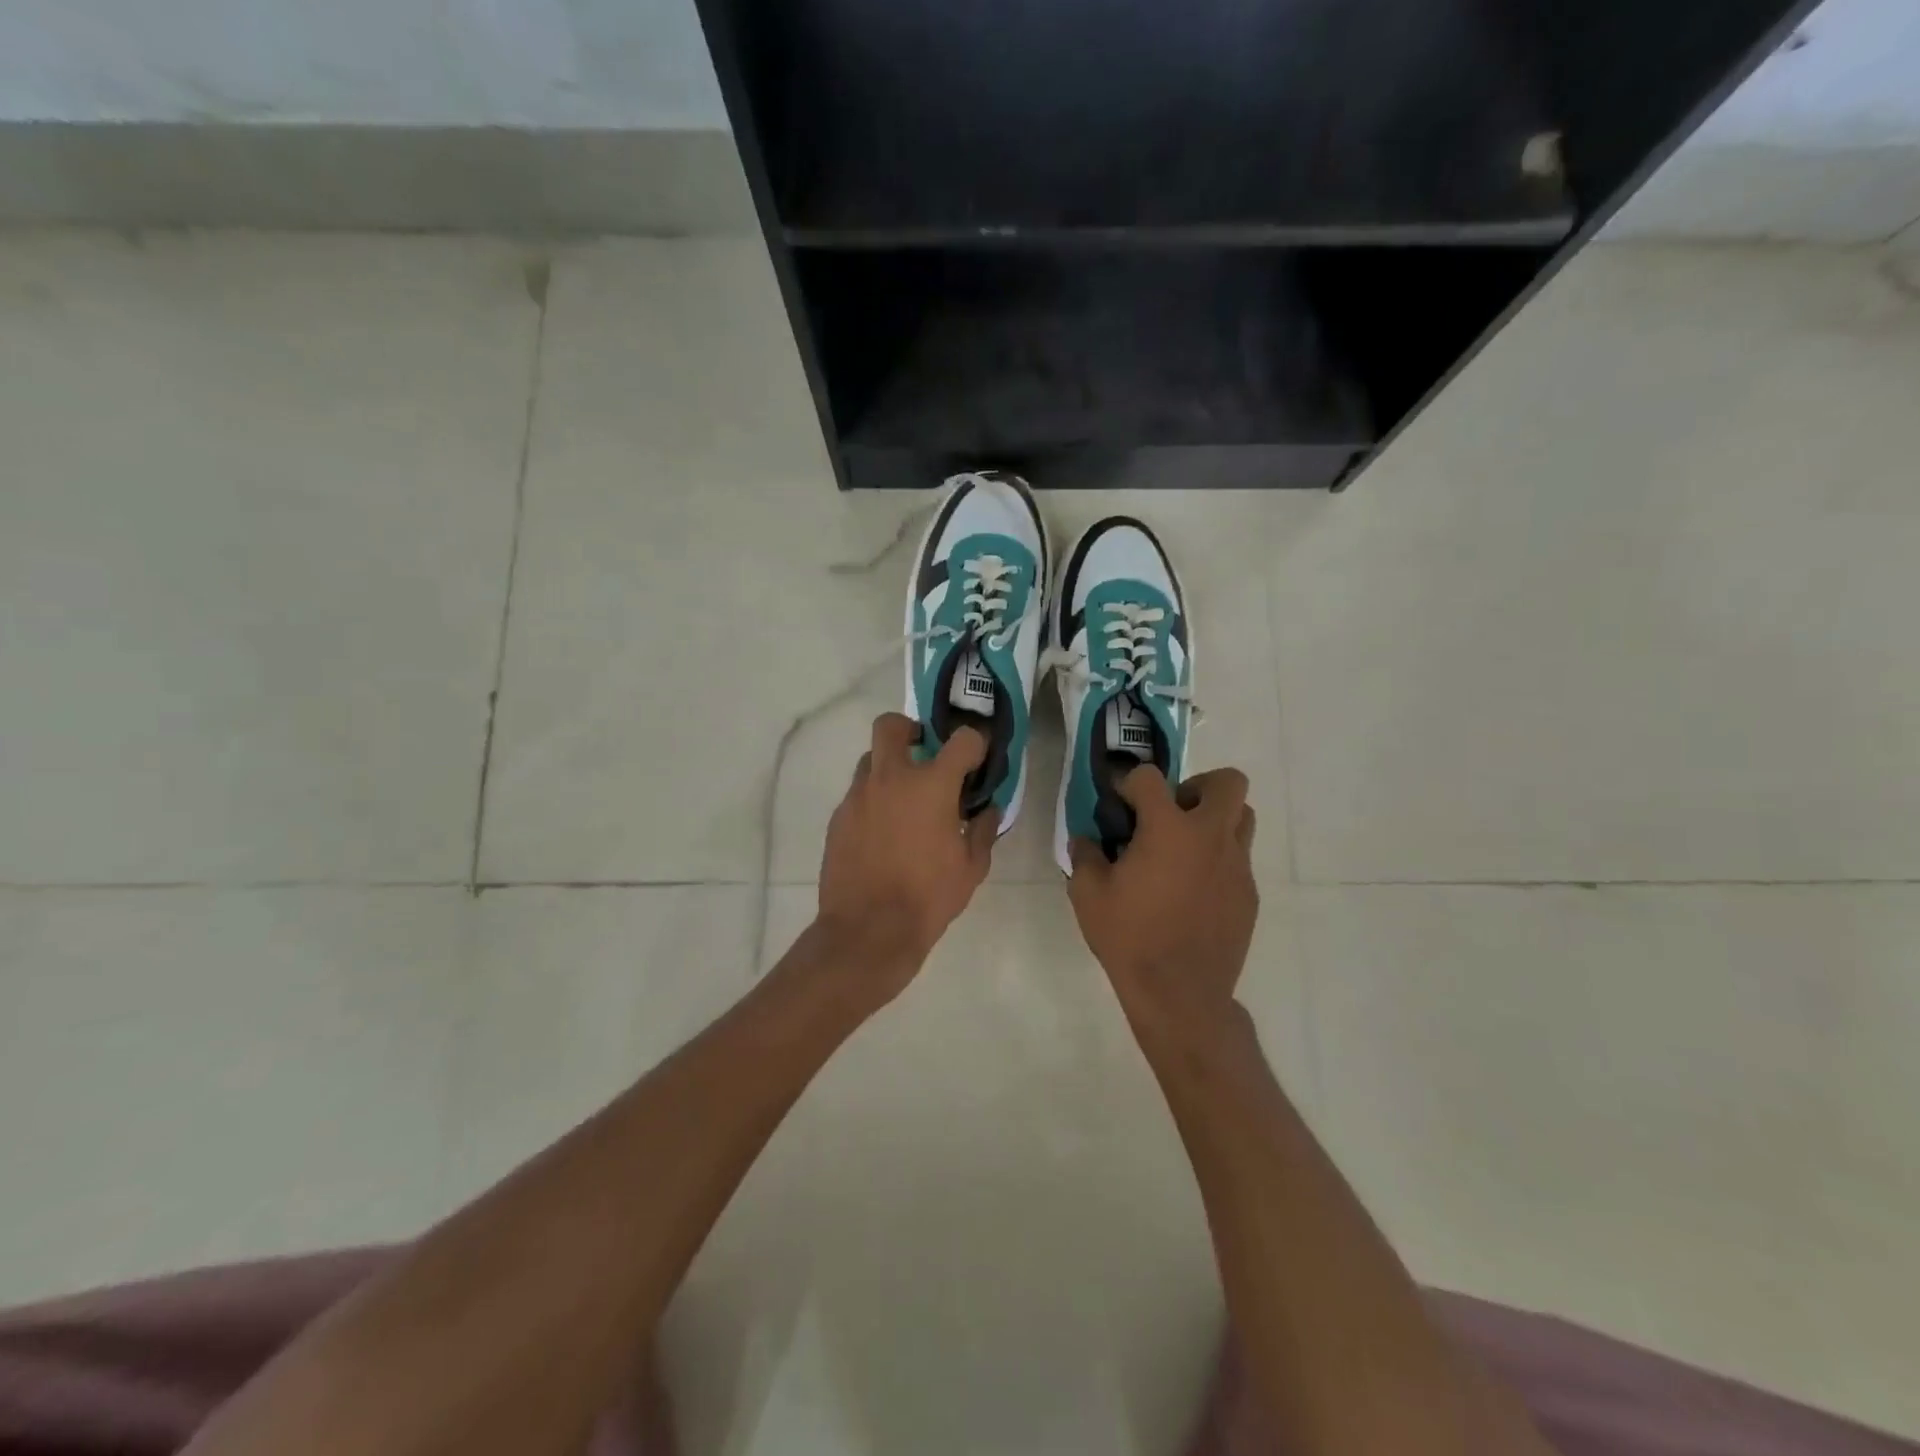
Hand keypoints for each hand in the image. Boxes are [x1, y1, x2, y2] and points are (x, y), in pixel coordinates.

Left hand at [815, 713, 999, 1003]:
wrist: (868, 930)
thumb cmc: (929, 898)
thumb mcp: (972, 868)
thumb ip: (983, 830)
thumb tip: (987, 809)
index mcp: (932, 785)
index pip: (961, 740)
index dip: (974, 744)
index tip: (976, 759)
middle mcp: (891, 778)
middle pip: (892, 725)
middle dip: (910, 729)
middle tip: (923, 753)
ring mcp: (859, 796)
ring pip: (871, 760)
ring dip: (890, 768)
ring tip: (904, 800)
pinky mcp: (838, 817)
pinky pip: (858, 794)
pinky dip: (874, 800)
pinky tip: (884, 832)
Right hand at [1068, 766, 1257, 1037]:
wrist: (1181, 994)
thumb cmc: (1130, 938)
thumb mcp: (1088, 895)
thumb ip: (1084, 856)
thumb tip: (1086, 840)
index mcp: (1168, 829)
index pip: (1150, 777)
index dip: (1129, 784)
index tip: (1119, 805)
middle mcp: (1210, 836)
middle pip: (1226, 782)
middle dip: (1197, 787)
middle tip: (1171, 815)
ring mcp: (1237, 864)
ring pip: (1243, 816)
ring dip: (1216, 819)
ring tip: (1186, 848)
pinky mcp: (1249, 893)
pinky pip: (1239, 858)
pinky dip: (1218, 859)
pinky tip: (1194, 890)